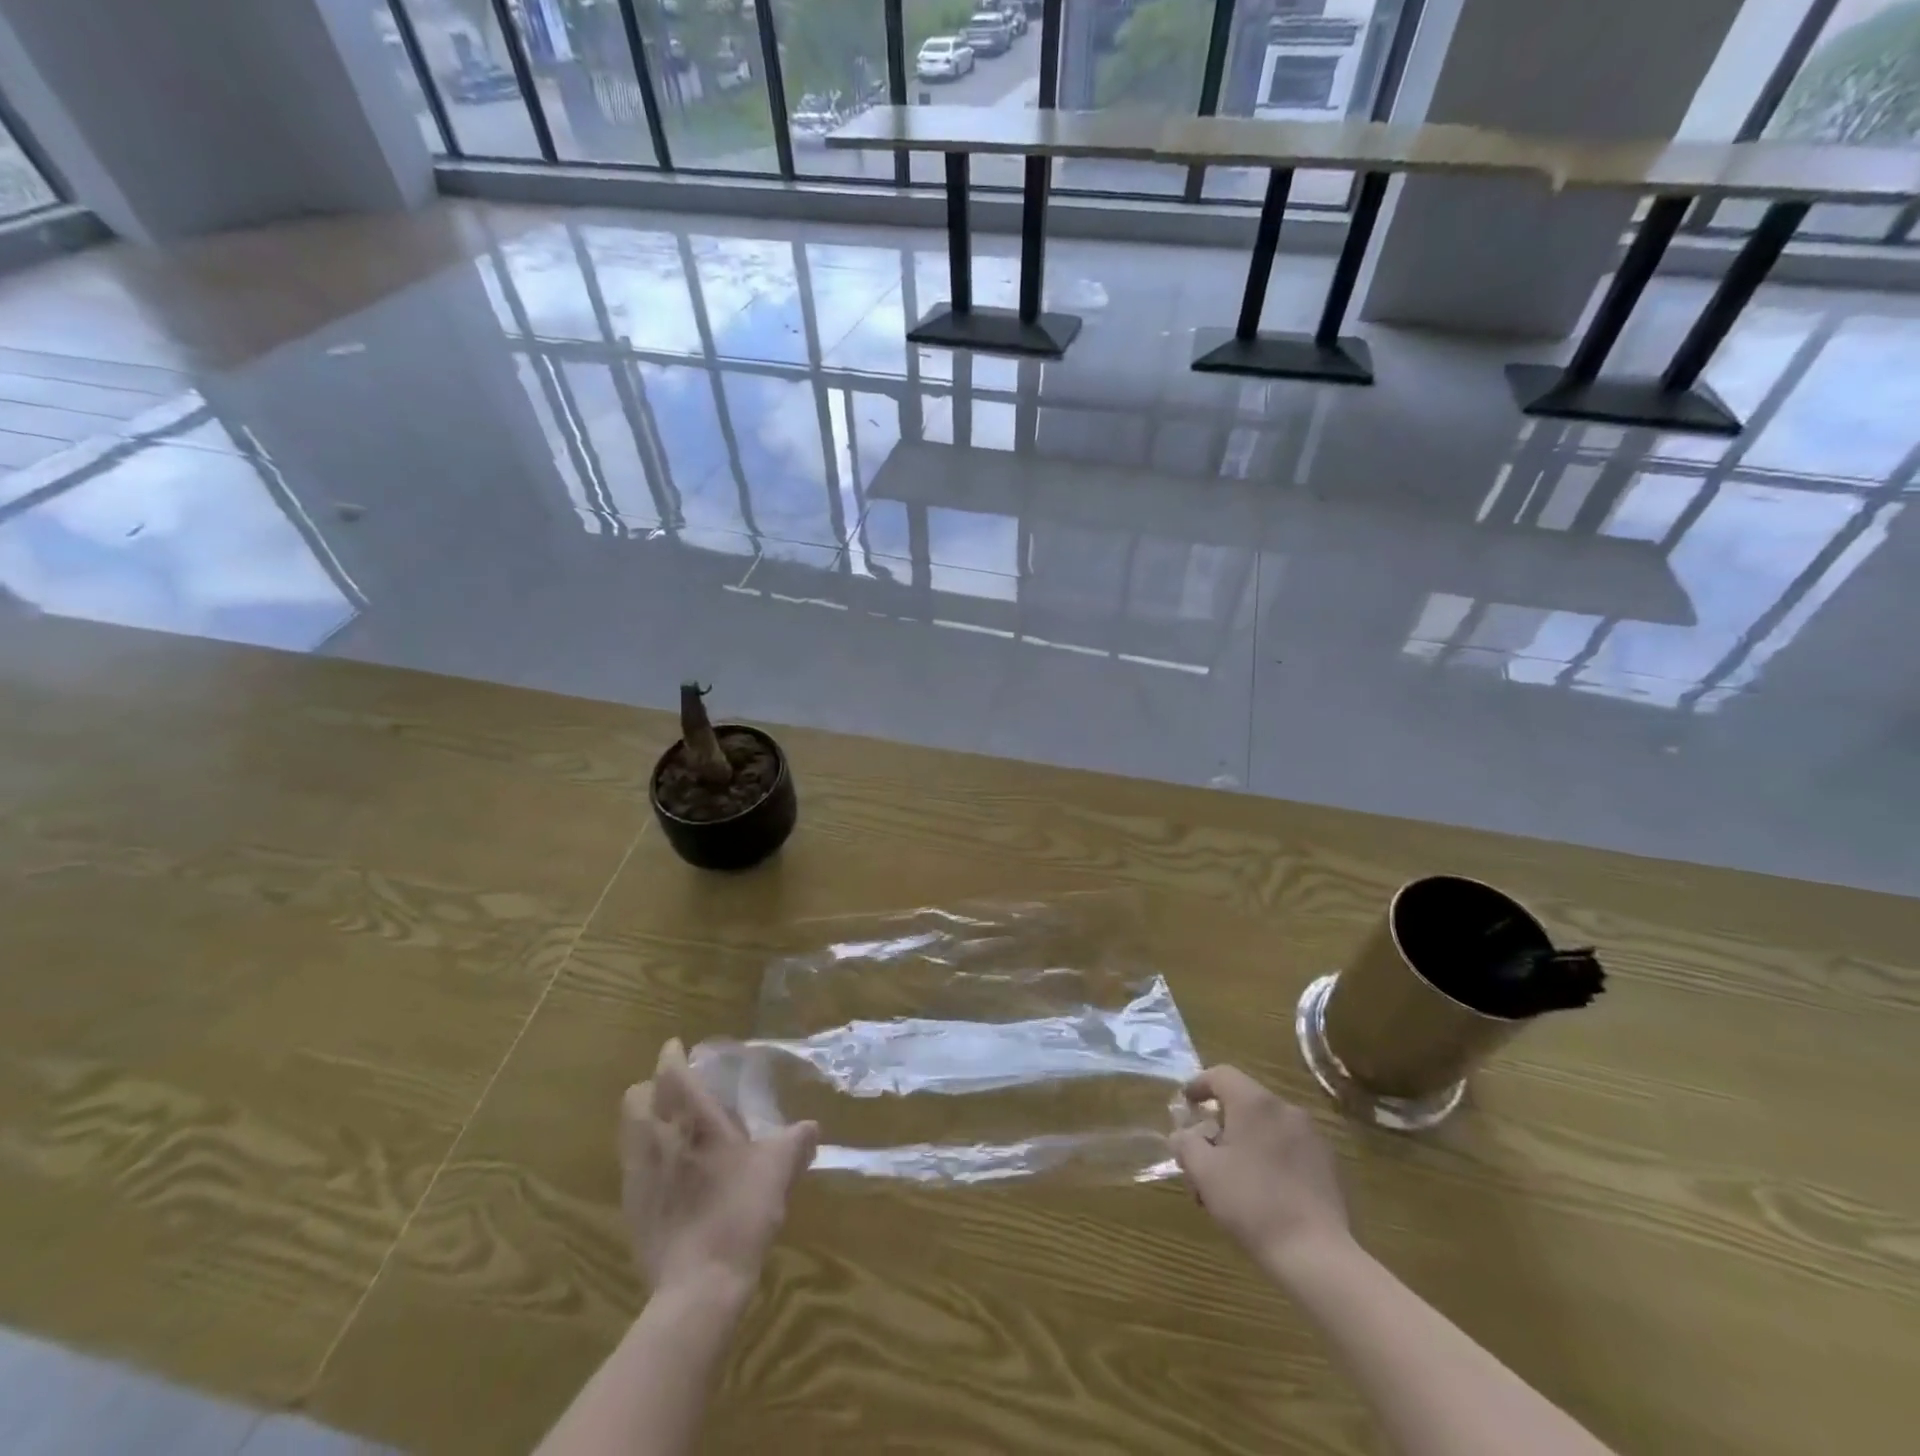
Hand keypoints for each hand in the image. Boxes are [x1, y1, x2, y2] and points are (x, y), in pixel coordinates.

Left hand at [620, 1038, 818, 1301]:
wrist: (699, 1286)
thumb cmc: (740, 1213)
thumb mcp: (778, 1171)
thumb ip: (794, 1142)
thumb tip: (811, 1126)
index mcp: (693, 1121)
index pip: (671, 1074)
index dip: (671, 1056)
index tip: (676, 1047)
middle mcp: (659, 1140)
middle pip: (636, 1098)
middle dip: (651, 1088)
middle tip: (674, 1091)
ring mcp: (639, 1176)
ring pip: (628, 1132)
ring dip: (644, 1121)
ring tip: (668, 1129)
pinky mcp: (631, 1209)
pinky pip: (631, 1167)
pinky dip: (645, 1158)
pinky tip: (667, 1174)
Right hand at [1171, 1065, 1350, 1272]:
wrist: (1316, 1255)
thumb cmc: (1252, 1204)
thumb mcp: (1204, 1172)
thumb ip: (1186, 1144)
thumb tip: (1182, 1135)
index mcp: (1255, 1103)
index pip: (1221, 1075)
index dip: (1198, 1085)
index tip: (1185, 1104)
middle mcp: (1286, 1109)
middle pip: (1243, 1103)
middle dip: (1219, 1125)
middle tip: (1203, 1154)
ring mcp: (1312, 1137)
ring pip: (1266, 1127)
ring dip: (1243, 1143)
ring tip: (1230, 1181)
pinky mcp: (1328, 1165)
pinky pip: (1288, 1147)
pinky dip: (1269, 1157)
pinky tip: (1262, 1192)